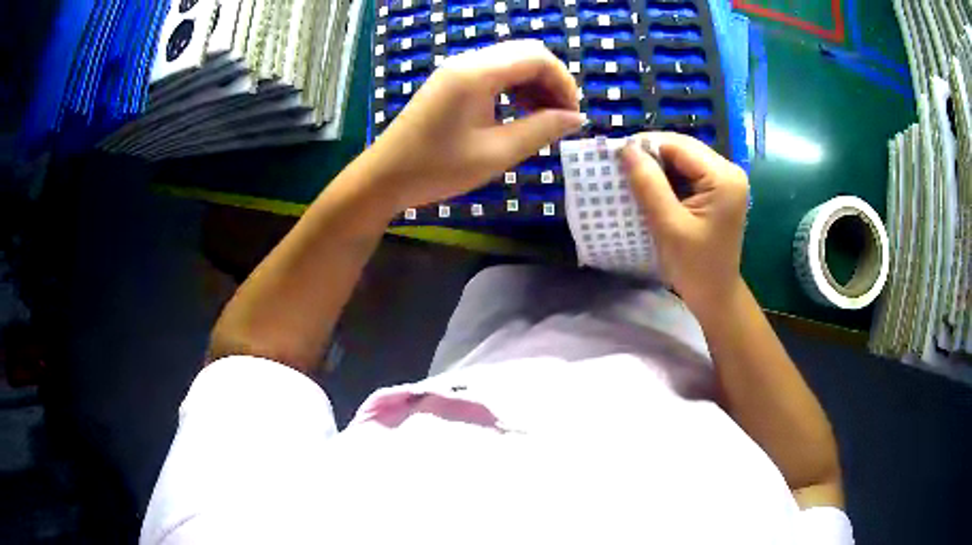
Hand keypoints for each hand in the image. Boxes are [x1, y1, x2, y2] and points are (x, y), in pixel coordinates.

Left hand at [363, 40, 584, 210]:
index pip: (537, 57)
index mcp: (477, 73)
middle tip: (561, 117)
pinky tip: (520, 113)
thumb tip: (575, 119)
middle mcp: (468, 62)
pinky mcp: (451, 82)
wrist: (384, 177)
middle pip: (526, 54)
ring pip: (511, 62)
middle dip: (552, 81)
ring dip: (534, 85)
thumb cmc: (437, 168)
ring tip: (544, 119)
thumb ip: (541, 130)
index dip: (564, 82)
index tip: (573, 115)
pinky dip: (515, 88)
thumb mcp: (496, 153)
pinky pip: (494, 73)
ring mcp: (457, 70)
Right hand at [619, 132, 748, 311]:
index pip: (679, 146)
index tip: (615, 156)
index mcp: (723, 177)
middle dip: (651, 155)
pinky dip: (667, 177)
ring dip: (657, 166)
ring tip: (631, 176)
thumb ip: (649, 184)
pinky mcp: (718, 190)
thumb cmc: (694, 266)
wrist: (715, 295)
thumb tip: (626, 149)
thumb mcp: (668, 225)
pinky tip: (651, 188)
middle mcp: (728, 171)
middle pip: (683, 149)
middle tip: (620, 166)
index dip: (646, 145)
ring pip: (683, 159)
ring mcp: (725, 180)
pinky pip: (688, 173)